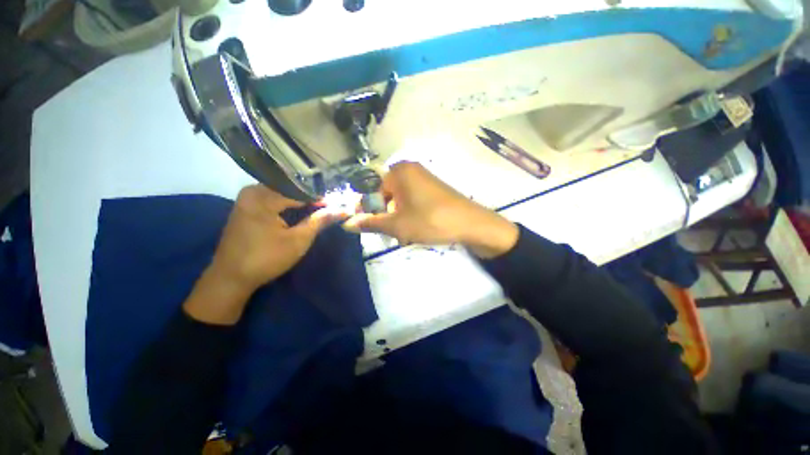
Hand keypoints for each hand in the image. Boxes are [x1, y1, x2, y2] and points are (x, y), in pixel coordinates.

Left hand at [184, 185, 346, 324]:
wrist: (230, 278)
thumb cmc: (266, 258)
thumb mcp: (298, 240)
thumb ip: (319, 221)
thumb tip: (342, 210)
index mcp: (262, 196)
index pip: (300, 191)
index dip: (321, 199)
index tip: (337, 205)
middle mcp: (252, 191)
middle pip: (290, 189)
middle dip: (310, 198)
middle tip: (328, 207)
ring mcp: (247, 198)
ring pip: (282, 193)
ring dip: (300, 201)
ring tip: (318, 208)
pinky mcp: (246, 207)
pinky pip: (272, 199)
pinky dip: (287, 204)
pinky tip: (299, 211)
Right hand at [343, 162, 518, 258]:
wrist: (471, 224)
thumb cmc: (430, 221)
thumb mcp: (397, 225)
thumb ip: (370, 223)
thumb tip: (346, 224)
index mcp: (398, 171)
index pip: (370, 189)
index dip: (365, 208)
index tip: (364, 225)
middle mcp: (409, 170)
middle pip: (385, 194)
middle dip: (384, 215)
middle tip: (390, 233)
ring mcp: (422, 178)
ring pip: (398, 200)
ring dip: (396, 217)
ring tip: (404, 234)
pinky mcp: (432, 188)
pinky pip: (411, 200)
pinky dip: (408, 214)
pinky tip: (414, 228)